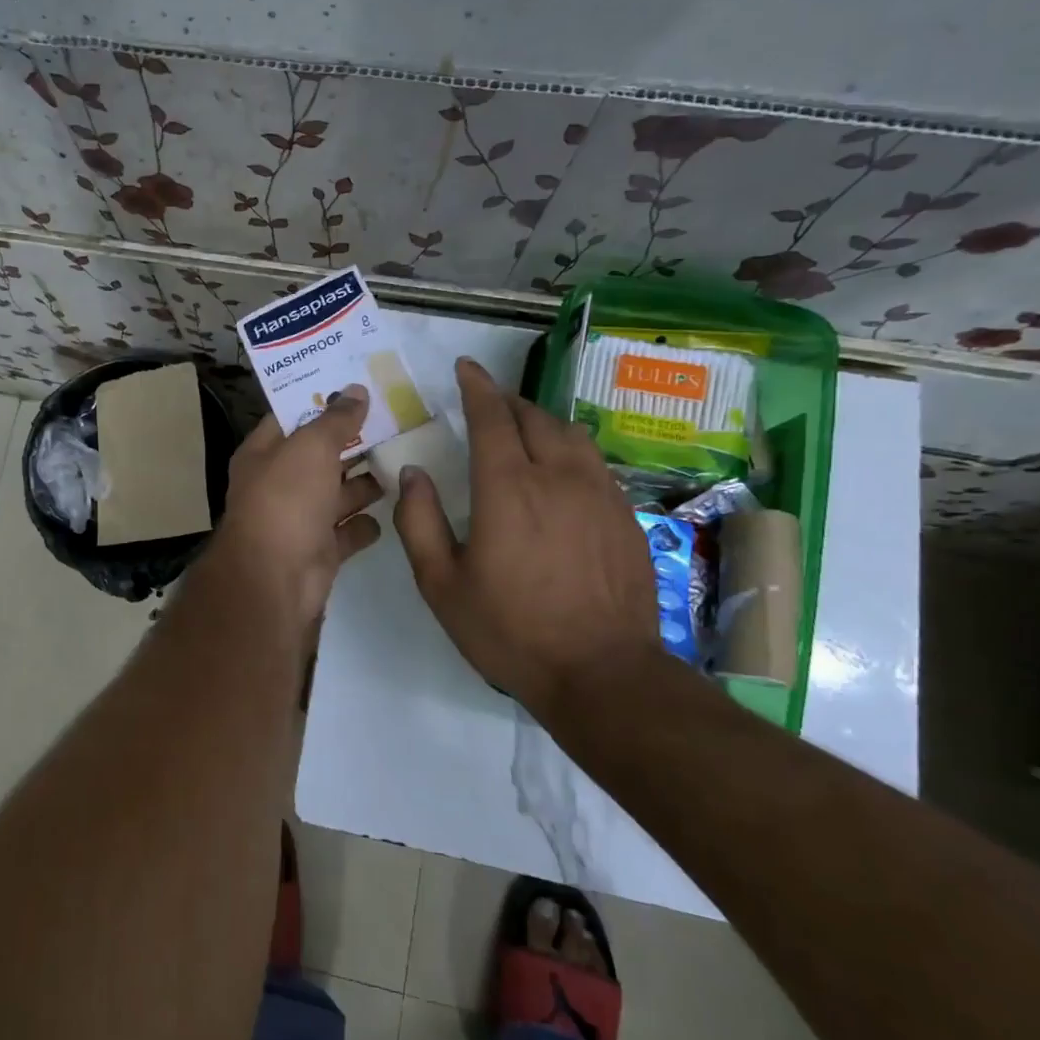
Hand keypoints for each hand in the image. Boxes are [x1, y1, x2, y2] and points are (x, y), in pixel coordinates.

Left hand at [211, 386, 383, 625]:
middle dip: (352, 442)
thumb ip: (336, 419)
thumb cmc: (286, 500)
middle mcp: (278, 484)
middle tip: (395, 420)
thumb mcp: (311, 447)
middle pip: (319, 456)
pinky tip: (394, 510)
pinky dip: (365, 524)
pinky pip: (347, 531)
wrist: (276, 579)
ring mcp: (299, 520)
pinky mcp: (320, 551)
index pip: (291, 417)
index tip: (358, 384)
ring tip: (402, 462)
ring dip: (364, 483)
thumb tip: (356, 390)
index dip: (321, 399)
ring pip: (336, 494)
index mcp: (263, 454)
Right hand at [393, 358, 660, 713]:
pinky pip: (593, 462)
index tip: (465, 367)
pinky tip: (560, 472)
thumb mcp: (441, 584)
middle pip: (533, 416)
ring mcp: (599, 493)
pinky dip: (568, 449)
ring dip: (540, 421)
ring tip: (522, 429)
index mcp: (507, 488)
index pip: (491, 416)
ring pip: (569, 434)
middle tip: (486, 401)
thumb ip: (419, 522)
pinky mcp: (625, 515)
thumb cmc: (510, 630)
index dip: (476, 386)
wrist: (602, 672)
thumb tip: (413, 474)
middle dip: (506, 400)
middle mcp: (557, 476)